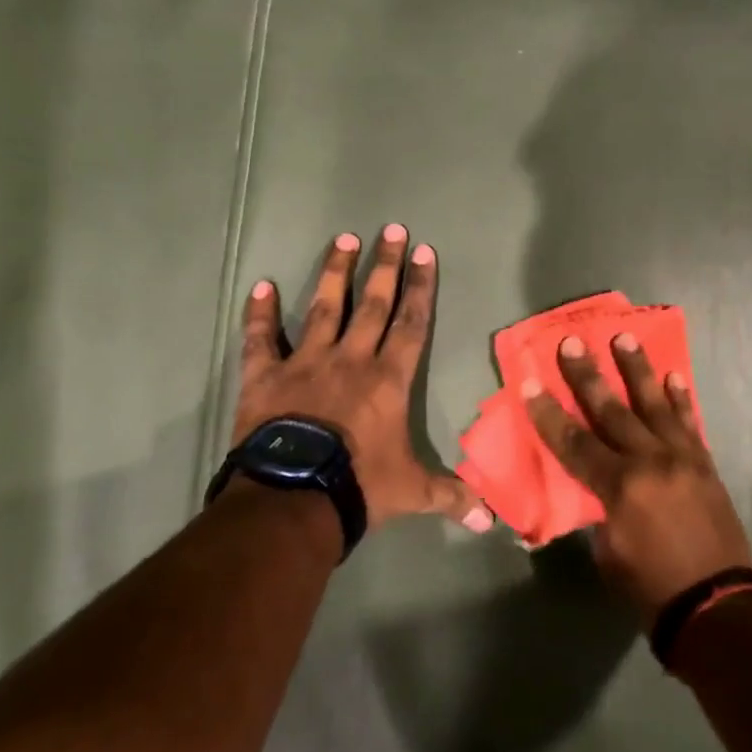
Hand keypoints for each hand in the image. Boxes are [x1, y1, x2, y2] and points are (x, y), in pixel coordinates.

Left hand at [236, 227, 492, 531]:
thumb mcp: (411, 492)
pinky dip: (260, 314)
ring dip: (335, 273)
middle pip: (374, 304)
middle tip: (391, 230)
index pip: (412, 323)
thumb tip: (491, 521)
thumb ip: (450, 496)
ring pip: (324, 308)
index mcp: (388, 379)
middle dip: (385, 266)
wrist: (293, 498)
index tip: (424, 253)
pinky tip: (261, 285)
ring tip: (343, 239)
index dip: (421, 288)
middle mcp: (351, 359)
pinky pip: (261, 339)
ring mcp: (306, 363)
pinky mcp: (265, 377)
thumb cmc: (359, 486)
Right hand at [522, 333, 751, 623]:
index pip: (574, 442)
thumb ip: (598, 510)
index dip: (548, 413)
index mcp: (620, 488)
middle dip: (588, 376)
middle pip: (611, 411)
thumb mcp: (608, 554)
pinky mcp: (705, 463)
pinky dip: (680, 398)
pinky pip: (690, 422)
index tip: (530, 382)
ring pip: (654, 404)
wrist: (717, 605)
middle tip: (573, 342)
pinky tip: (673, 375)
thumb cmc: (651, 589)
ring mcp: (682, 457)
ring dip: (637, 369)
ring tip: (624, 337)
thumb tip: (594, 486)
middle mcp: (650, 461)